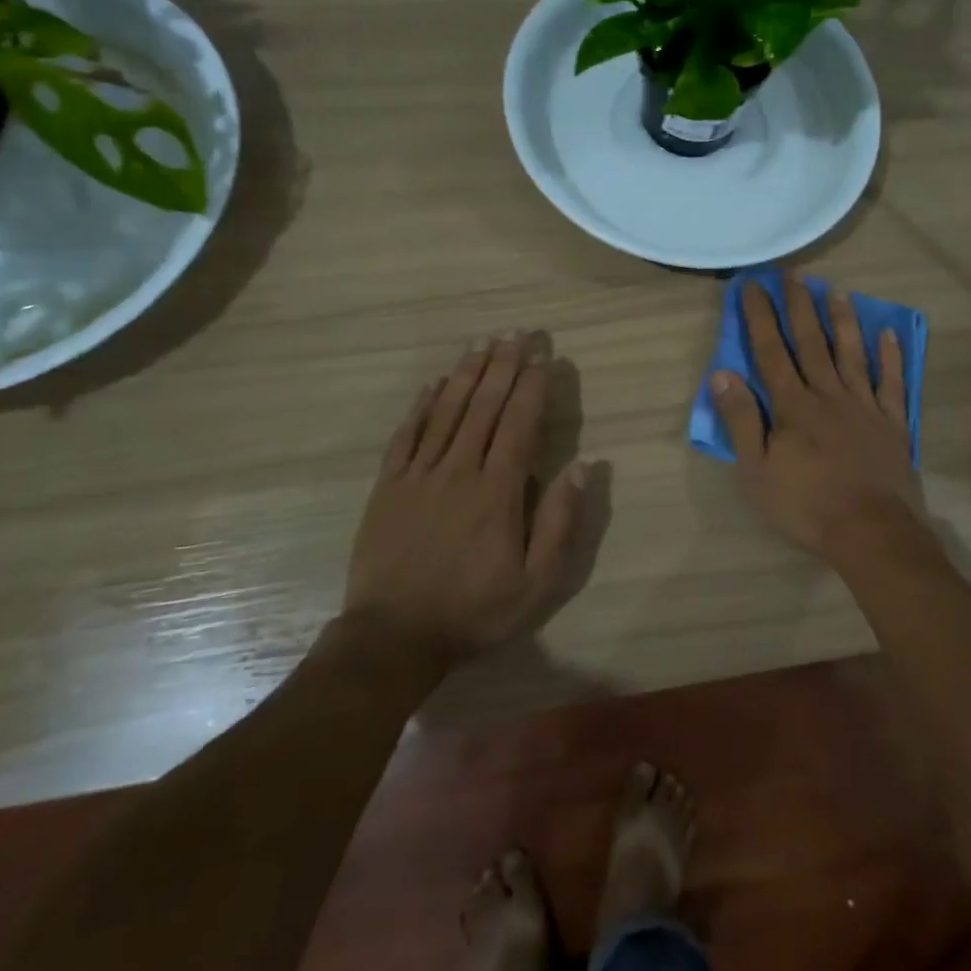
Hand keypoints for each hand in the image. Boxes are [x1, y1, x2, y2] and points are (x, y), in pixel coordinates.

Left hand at [346, 333, 586, 661]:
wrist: (393, 638)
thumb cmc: (474, 611)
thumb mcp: (535, 584)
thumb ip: (559, 523)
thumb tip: (582, 467)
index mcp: (497, 492)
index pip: (519, 425)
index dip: (532, 387)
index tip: (543, 358)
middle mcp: (459, 471)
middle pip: (484, 407)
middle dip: (503, 366)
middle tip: (516, 333)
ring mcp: (419, 475)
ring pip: (446, 412)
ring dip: (466, 374)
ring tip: (481, 343)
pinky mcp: (388, 486)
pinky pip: (406, 435)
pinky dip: (421, 406)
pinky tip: (433, 384)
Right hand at [711, 277, 924, 561]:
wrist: (871, 531)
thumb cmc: (806, 505)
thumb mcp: (757, 470)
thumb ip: (742, 420)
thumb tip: (722, 374)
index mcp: (793, 406)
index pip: (771, 351)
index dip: (760, 317)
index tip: (752, 286)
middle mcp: (828, 395)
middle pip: (812, 343)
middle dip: (800, 306)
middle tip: (793, 275)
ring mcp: (864, 406)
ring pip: (852, 353)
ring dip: (843, 320)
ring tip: (836, 291)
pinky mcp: (892, 423)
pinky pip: (891, 382)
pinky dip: (890, 357)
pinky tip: (888, 334)